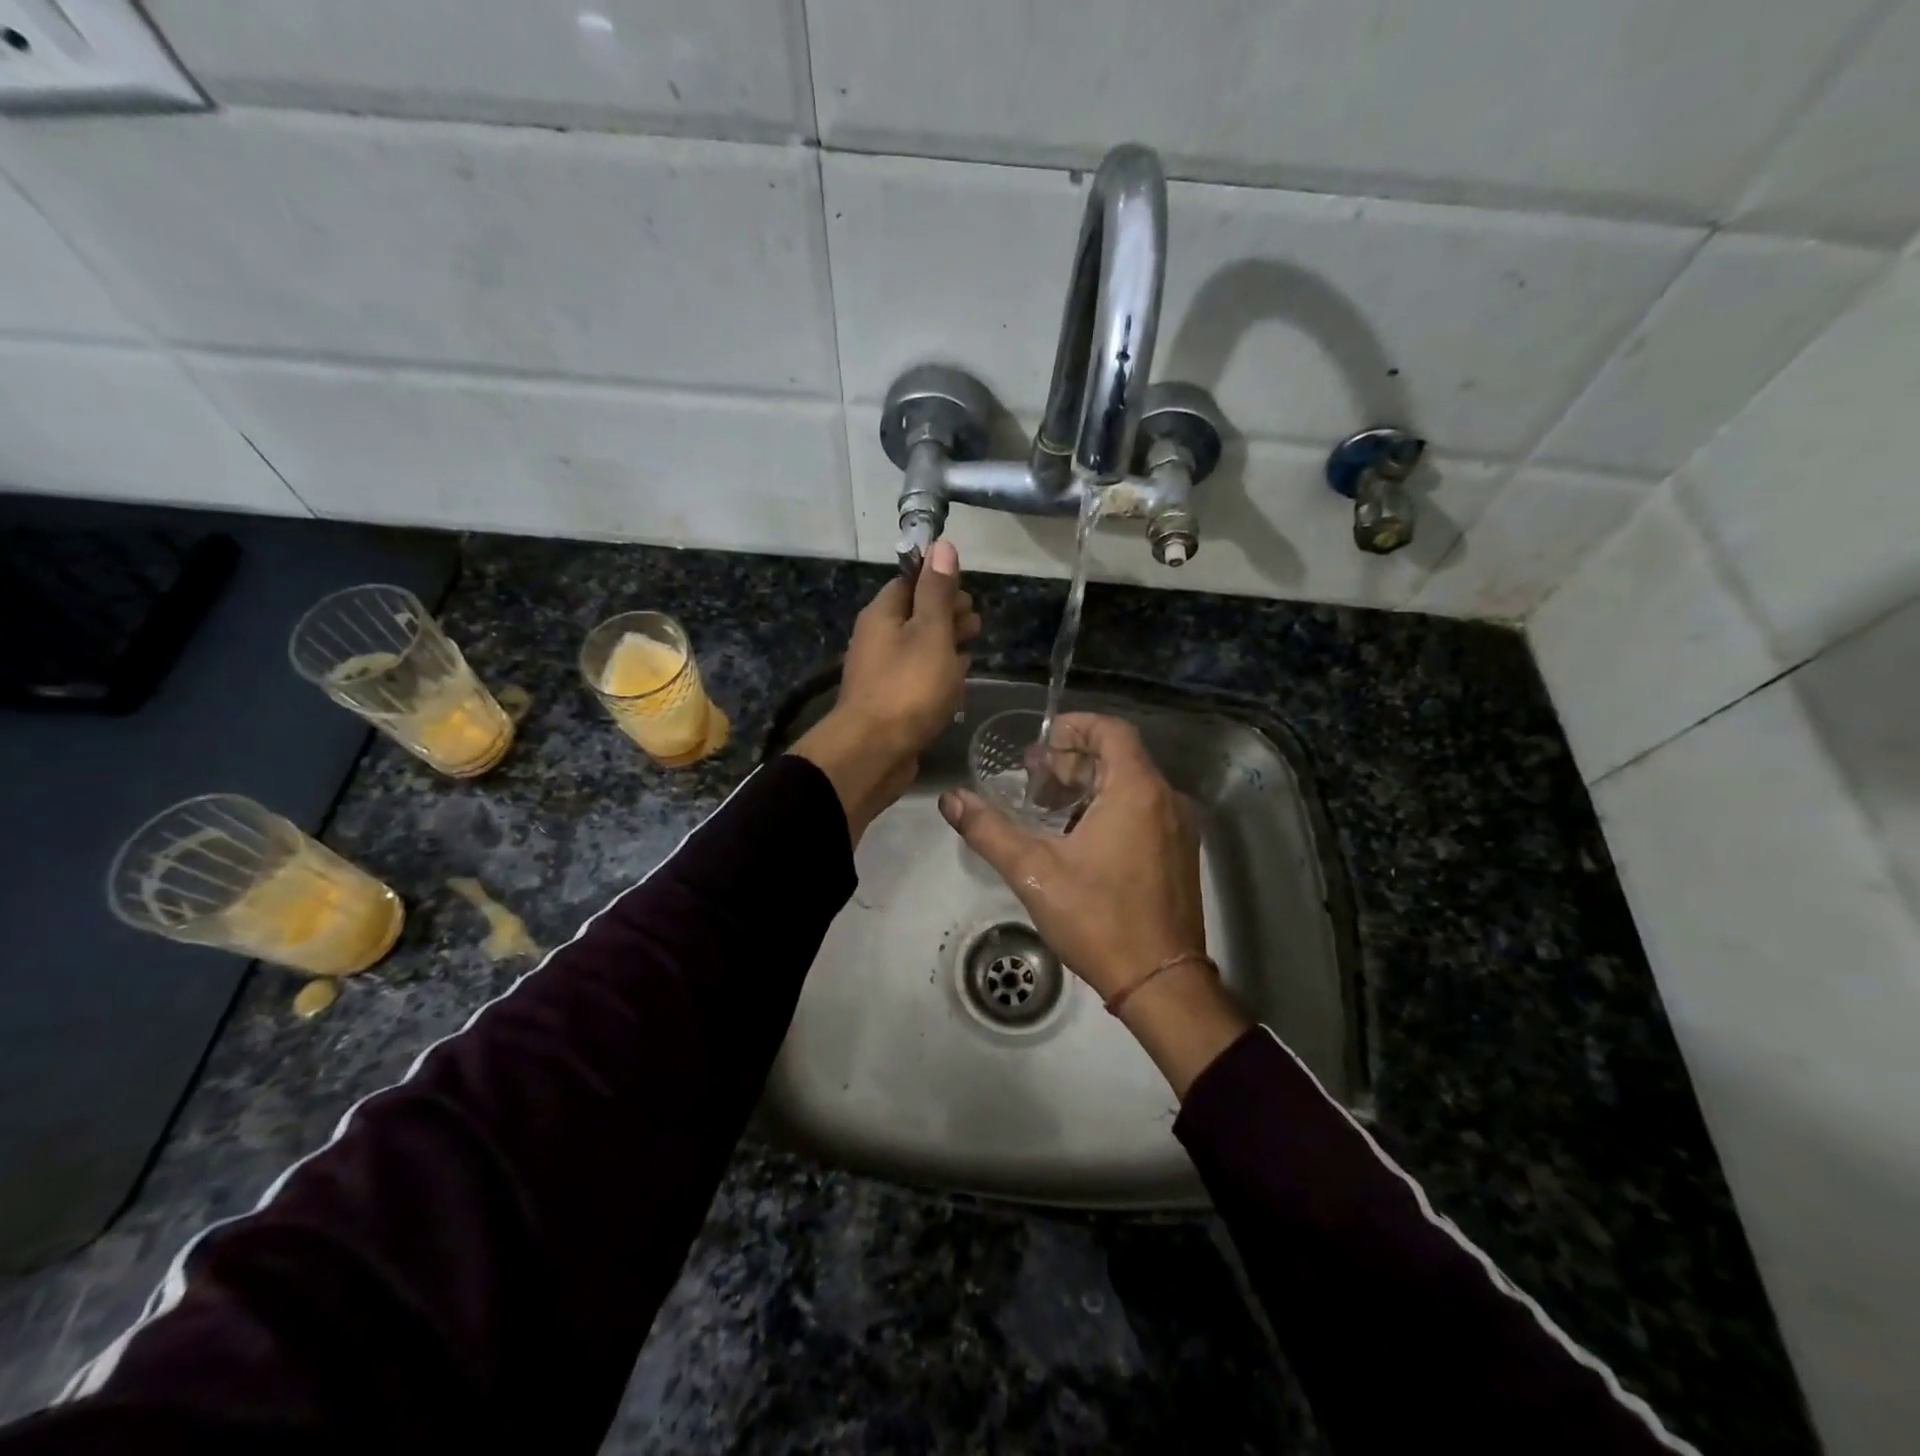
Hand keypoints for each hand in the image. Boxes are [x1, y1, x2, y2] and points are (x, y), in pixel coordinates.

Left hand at [792, 541, 978, 841]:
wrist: (873, 752)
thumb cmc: (907, 687)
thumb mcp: (930, 632)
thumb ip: (937, 591)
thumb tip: (942, 545)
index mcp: (882, 615)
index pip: (910, 583)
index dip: (940, 584)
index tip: (967, 596)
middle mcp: (877, 639)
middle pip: (915, 616)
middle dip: (947, 616)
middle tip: (976, 626)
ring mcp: (881, 673)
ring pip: (918, 649)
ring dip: (945, 647)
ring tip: (972, 651)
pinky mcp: (890, 703)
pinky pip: (917, 679)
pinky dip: (937, 675)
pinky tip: (956, 685)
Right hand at [938, 713, 1248, 1096]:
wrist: (1160, 982)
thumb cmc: (1099, 919)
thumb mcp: (1034, 873)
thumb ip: (990, 831)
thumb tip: (951, 800)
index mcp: (1137, 791)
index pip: (1111, 730)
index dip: (1074, 727)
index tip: (1040, 743)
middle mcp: (1167, 799)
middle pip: (1119, 757)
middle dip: (1073, 761)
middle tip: (1034, 782)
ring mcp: (1179, 828)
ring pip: (1132, 785)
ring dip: (1090, 787)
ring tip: (1049, 810)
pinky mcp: (1180, 854)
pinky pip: (1145, 810)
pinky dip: (1111, 808)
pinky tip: (1080, 839)